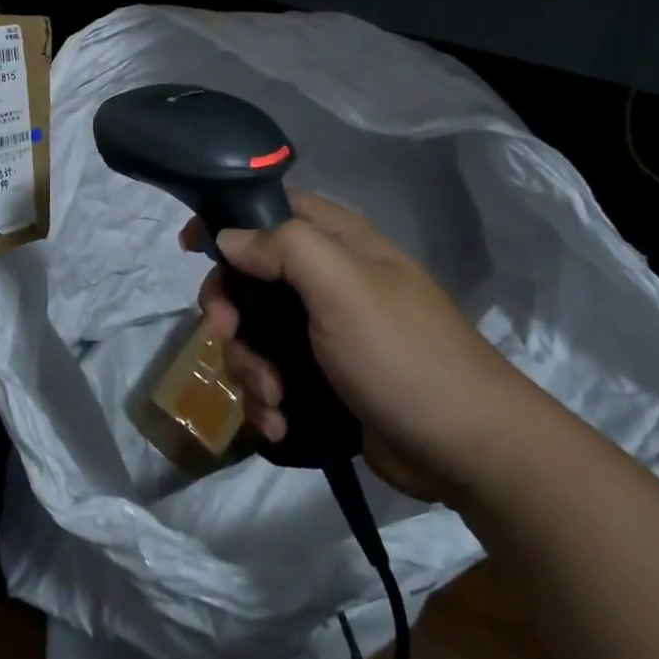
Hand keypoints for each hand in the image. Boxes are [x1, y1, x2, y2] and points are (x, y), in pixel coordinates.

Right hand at [184, 192, 547, 499]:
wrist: (468, 449)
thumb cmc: (402, 353)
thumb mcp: (342, 286)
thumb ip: (283, 247)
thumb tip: (228, 238)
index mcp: (337, 243)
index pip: (270, 208)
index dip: (227, 221)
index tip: (191, 249)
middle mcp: (326, 281)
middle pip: (250, 278)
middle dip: (230, 310)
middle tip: (228, 332)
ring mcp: (324, 333)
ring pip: (255, 334)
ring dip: (248, 367)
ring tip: (272, 398)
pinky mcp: (323, 380)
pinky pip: (272, 378)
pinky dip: (266, 401)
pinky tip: (279, 425)